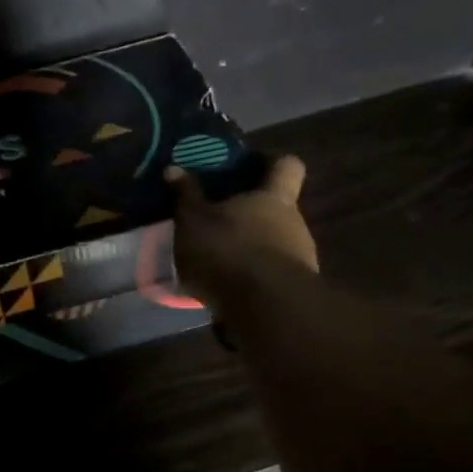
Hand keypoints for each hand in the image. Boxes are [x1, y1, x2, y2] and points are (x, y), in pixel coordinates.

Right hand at [164, 154, 318, 314]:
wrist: (264, 309)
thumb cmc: (228, 251)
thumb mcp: (193, 222)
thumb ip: (185, 197)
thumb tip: (174, 168)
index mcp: (274, 197)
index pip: (286, 165)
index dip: (270, 162)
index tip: (249, 166)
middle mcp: (294, 223)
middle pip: (277, 210)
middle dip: (250, 216)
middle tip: (217, 223)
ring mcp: (299, 260)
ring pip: (273, 245)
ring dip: (249, 251)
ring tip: (216, 264)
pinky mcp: (292, 293)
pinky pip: (269, 278)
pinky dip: (250, 280)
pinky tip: (225, 292)